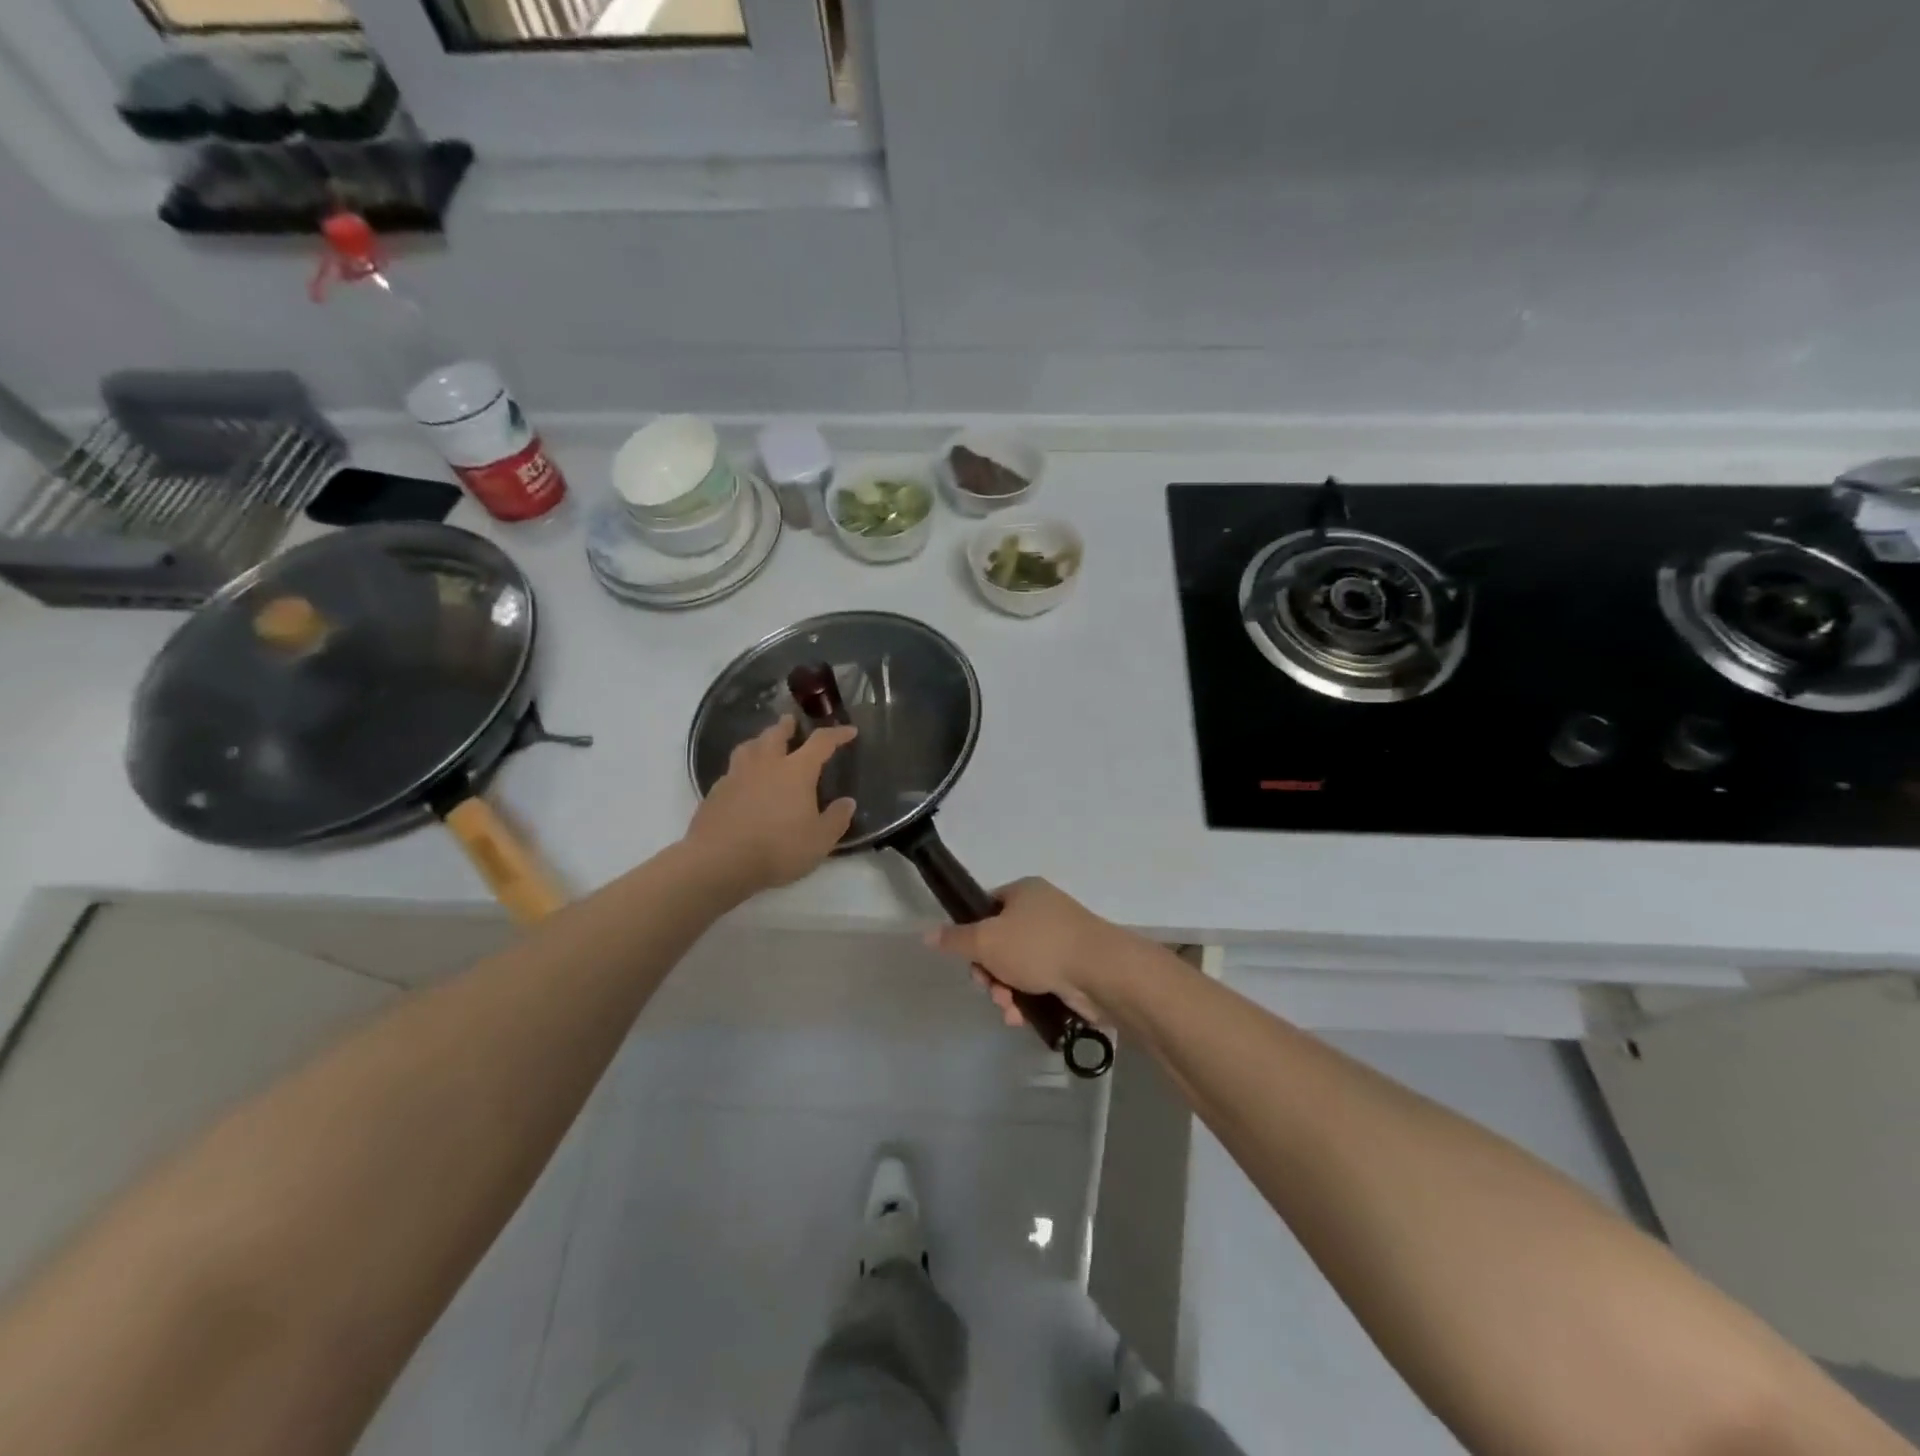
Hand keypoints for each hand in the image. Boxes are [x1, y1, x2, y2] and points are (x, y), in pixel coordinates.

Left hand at [684, 716, 856, 894]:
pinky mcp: (715, 792)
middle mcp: (766, 765)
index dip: (836, 734)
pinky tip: (742, 781)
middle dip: (786, 726)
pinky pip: (731, 771)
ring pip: (748, 747)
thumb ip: (836, 819)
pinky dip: (741, 769)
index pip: (821, 743)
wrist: (719, 861)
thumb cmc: (777, 848)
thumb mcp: (819, 841)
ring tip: (762, 744)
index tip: (849, 731)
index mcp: (796, 771)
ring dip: (759, 741)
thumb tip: (848, 802)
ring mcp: (736, 776)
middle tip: (791, 721)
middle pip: (776, 735)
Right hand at [925, 878, 1131, 1026]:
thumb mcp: (987, 941)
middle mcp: (1043, 910)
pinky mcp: (1073, 967)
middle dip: (990, 972)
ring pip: (1019, 967)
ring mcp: (1061, 939)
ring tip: (1008, 1008)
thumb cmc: (1038, 946)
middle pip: (1001, 942)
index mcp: (1024, 892)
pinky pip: (1040, 981)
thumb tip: (927, 934)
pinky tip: (1022, 1017)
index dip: (973, 935)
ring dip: (1006, 990)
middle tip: (989, 988)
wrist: (1100, 972)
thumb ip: (955, 940)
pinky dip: (1027, 999)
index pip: (987, 907)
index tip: (970, 959)